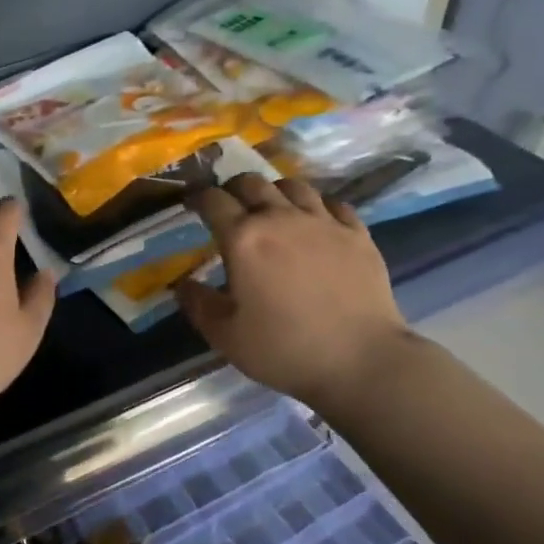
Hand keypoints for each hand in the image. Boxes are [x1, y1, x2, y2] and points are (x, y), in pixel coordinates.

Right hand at [175, 174, 409, 406]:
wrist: (361, 361)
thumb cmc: (284, 349)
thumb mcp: (225, 336)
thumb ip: (198, 304)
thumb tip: (182, 284)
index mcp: (243, 238)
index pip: (212, 200)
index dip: (197, 197)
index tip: (192, 204)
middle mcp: (280, 218)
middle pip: (251, 182)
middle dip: (233, 189)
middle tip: (229, 206)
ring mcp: (323, 222)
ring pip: (293, 186)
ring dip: (275, 192)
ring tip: (272, 209)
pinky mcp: (357, 234)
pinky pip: (333, 204)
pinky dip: (317, 207)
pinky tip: (316, 222)